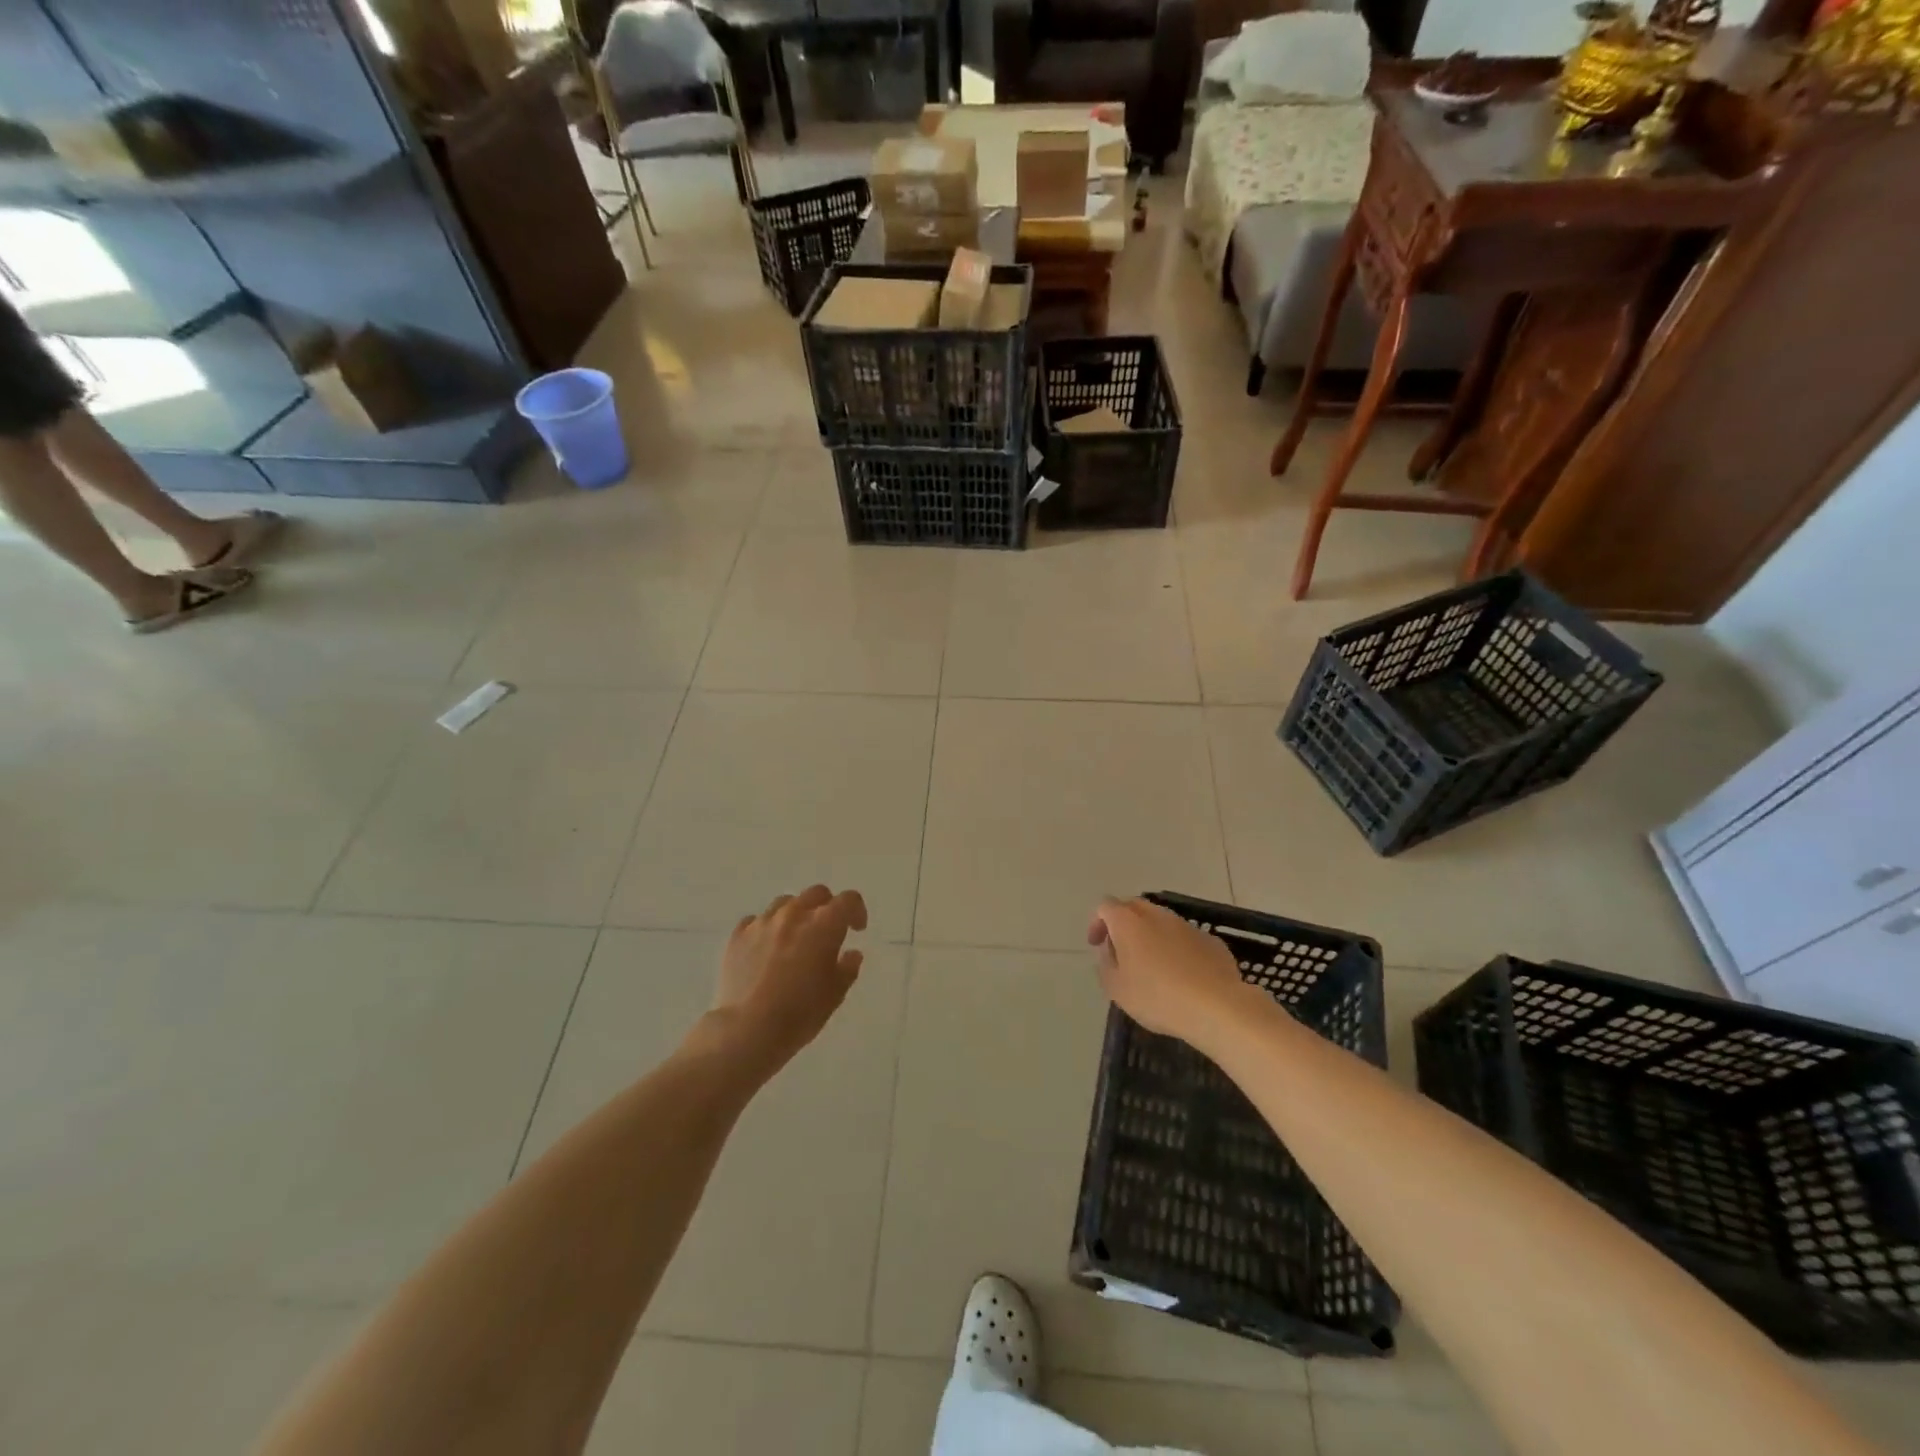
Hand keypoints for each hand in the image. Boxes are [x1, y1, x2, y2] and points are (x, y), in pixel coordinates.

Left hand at [716, 885, 867, 1070]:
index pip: (848, 900)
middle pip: (816, 894)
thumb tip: (851, 953)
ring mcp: (763, 922)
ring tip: (794, 938)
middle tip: (827, 931)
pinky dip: (766, 929)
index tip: (856, 929)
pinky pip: (756, 921)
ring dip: (796, 915)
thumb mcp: (835, 995)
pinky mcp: (738, 935)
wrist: (746, 1030)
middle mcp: (794, 914)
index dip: (857, 911)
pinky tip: (765, 949)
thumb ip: (848, 968)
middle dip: (827, 907)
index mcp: (824, 925)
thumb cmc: (799, 1014)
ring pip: (785, 903)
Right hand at [1087, 896, 1249, 1047]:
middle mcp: (1156, 915)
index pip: (1105, 907)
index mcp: (1128, 922)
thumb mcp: (1117, 989)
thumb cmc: (1158, 997)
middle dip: (1123, 923)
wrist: (1217, 1007)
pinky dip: (1176, 947)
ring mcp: (1186, 925)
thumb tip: (1110, 950)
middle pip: (1133, 906)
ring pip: (1161, 920)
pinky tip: (1181, 974)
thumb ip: (1106, 965)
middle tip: (1121, 950)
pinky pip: (1184, 937)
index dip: (1097, 922)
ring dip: (1150, 934)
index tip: (1097, 945)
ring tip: (1152, 964)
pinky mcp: (1210, 940)